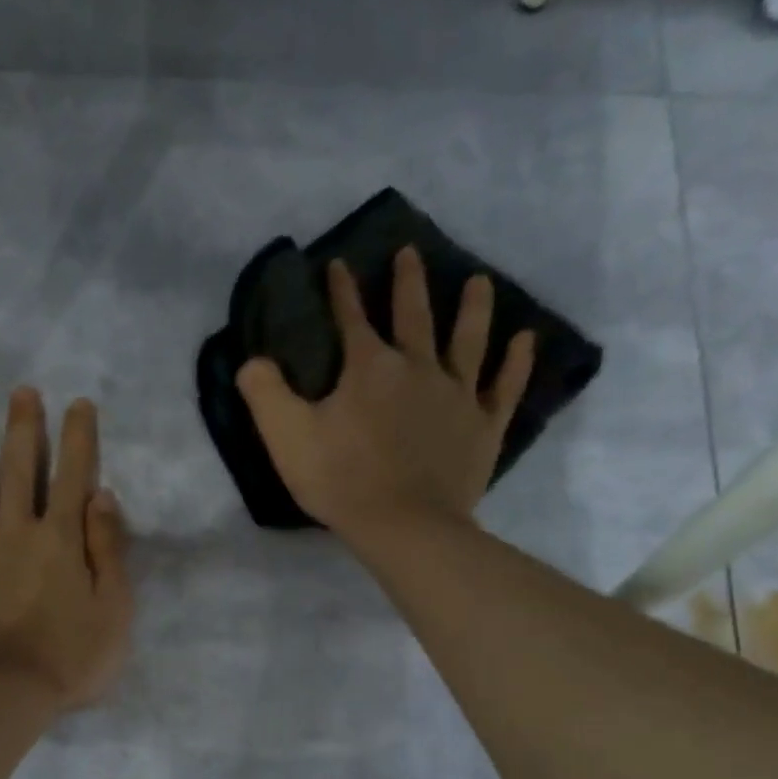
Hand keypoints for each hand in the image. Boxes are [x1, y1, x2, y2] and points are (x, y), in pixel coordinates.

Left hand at [0, 387, 132, 711]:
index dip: (78, 438)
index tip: (78, 404)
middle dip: (22, 427)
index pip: (72, 476)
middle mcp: (15, 531)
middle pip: (18, 469)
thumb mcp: (113, 610)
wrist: (3, 694)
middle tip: (20, 392)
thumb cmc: (70, 658)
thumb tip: (101, 496)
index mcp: (60, 539)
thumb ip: (108, 550)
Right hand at [236, 248, 535, 543]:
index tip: (339, 264)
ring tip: (479, 281)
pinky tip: (526, 340)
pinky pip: (504, 386)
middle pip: (414, 316)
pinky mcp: (483, 426)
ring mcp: (457, 395)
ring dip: (473, 308)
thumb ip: (264, 393)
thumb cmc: (341, 480)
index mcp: (369, 368)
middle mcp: (418, 368)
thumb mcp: (286, 437)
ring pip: (468, 340)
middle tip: (410, 253)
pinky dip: (516, 361)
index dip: (342, 290)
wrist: (403, 525)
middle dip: (408, 282)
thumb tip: (252, 361)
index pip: (351, 318)